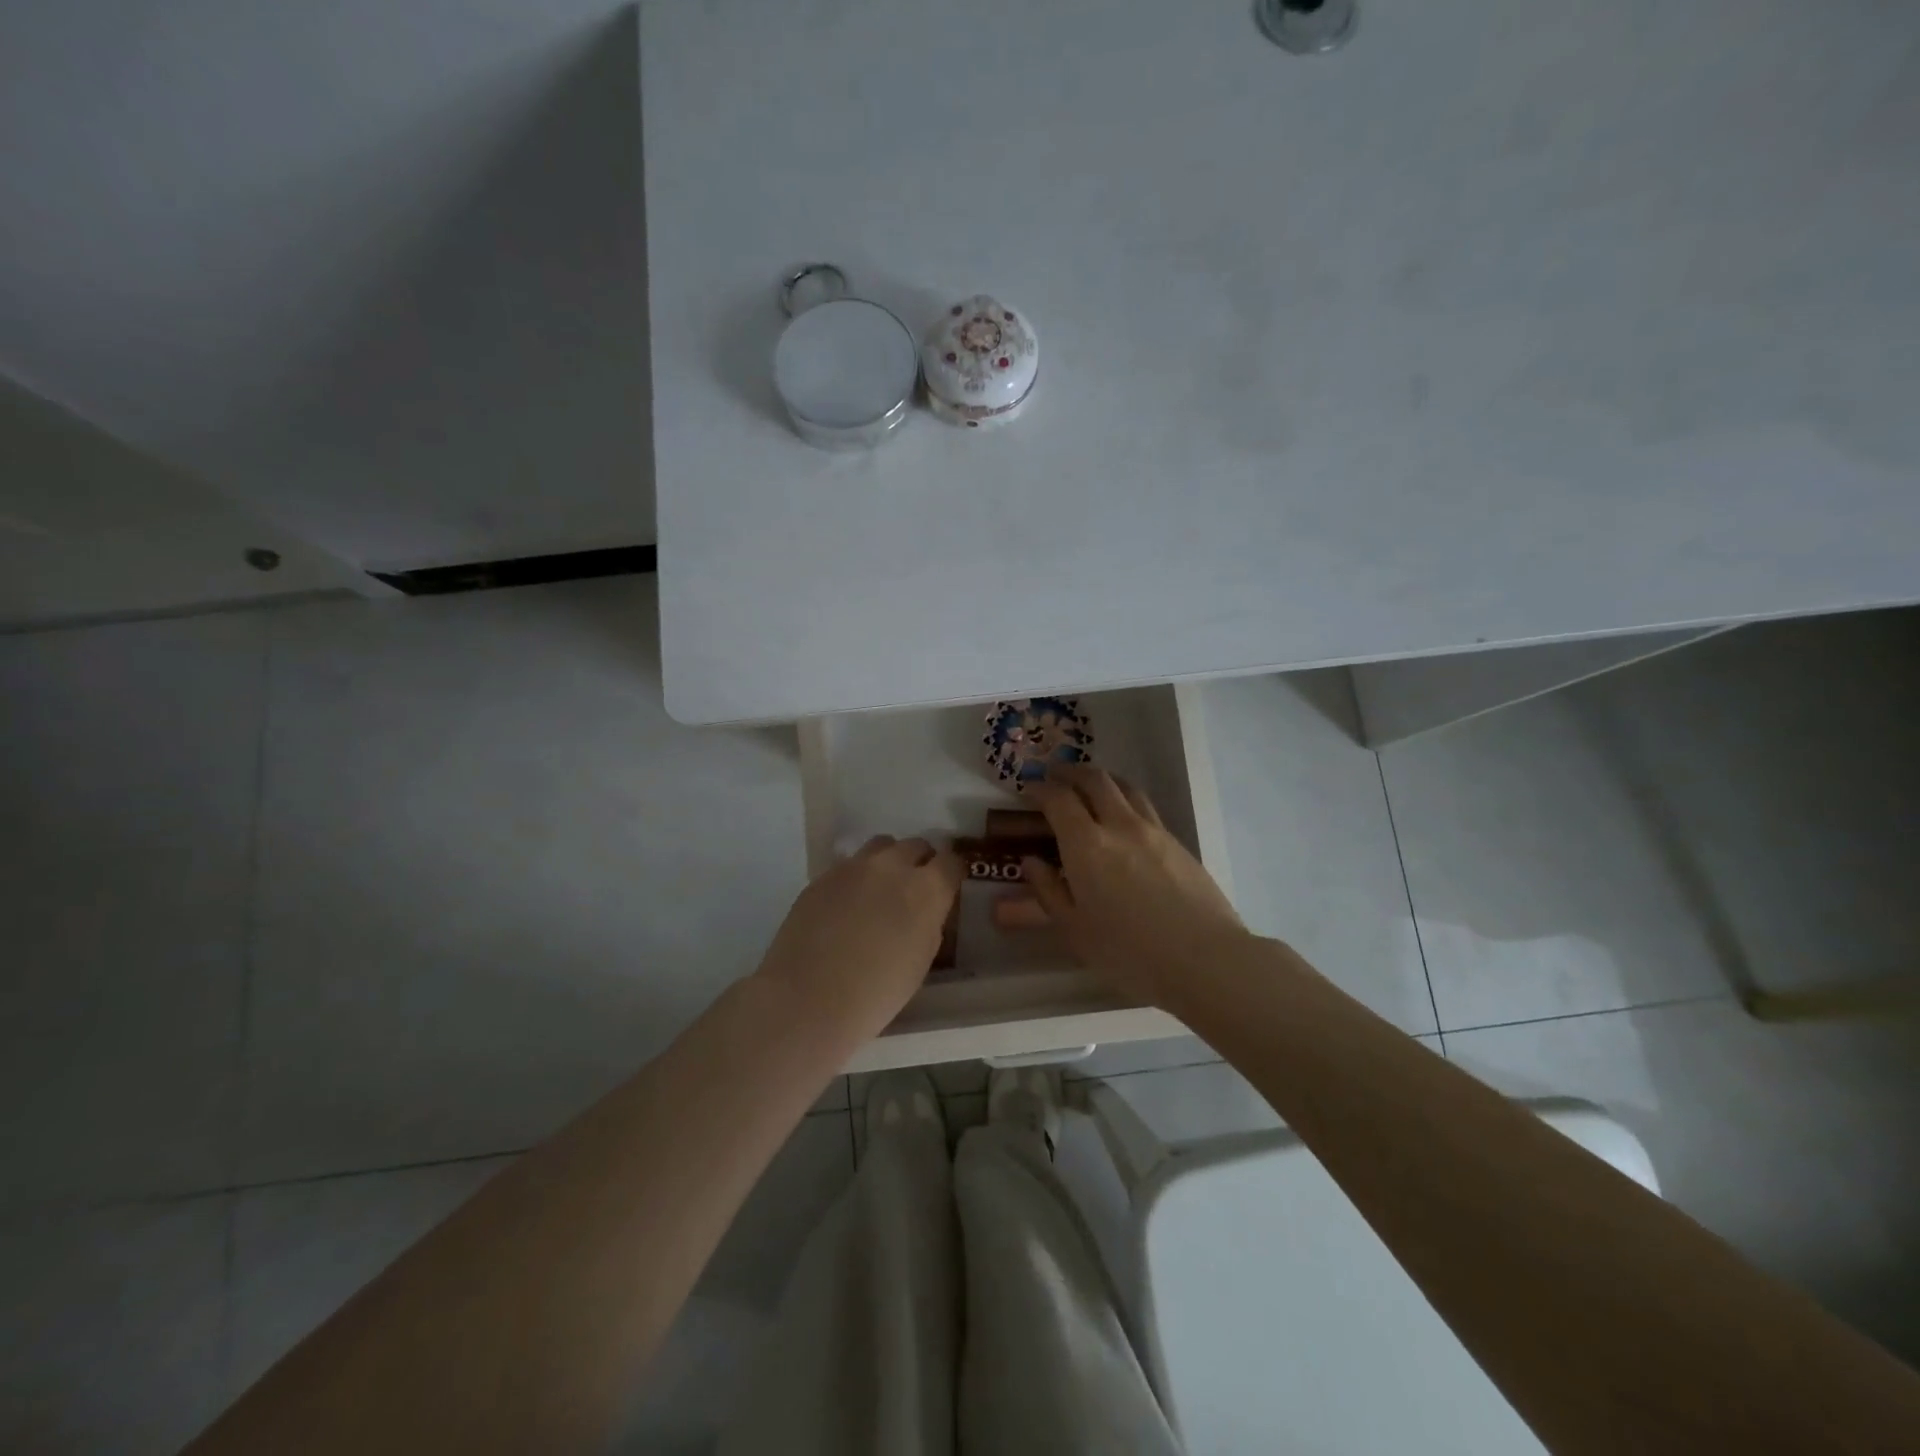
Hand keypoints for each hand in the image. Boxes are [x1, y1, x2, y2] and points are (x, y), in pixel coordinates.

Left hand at [753, 835, 962, 1042]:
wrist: (807, 1000)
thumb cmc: (876, 994)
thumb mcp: (921, 960)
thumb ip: (929, 922)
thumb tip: (926, 909)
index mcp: (925, 890)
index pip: (951, 862)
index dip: (952, 873)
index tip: (948, 886)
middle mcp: (892, 867)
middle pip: (915, 845)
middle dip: (921, 862)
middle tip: (915, 888)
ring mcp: (853, 867)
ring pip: (881, 846)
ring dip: (889, 861)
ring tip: (882, 888)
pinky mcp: (823, 876)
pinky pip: (849, 865)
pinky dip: (858, 877)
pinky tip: (849, 904)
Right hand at [1022, 766, 1246, 1005]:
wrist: (1205, 959)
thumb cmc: (1129, 952)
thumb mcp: (1075, 930)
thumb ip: (1048, 891)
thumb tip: (1031, 862)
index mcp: (1086, 844)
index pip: (1059, 799)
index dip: (1041, 788)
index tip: (1030, 788)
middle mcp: (1119, 825)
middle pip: (1095, 780)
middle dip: (1071, 772)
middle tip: (1056, 774)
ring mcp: (1154, 830)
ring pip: (1125, 786)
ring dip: (1102, 779)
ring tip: (1090, 786)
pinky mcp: (1178, 842)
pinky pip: (1145, 807)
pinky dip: (1126, 799)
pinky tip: (1123, 819)